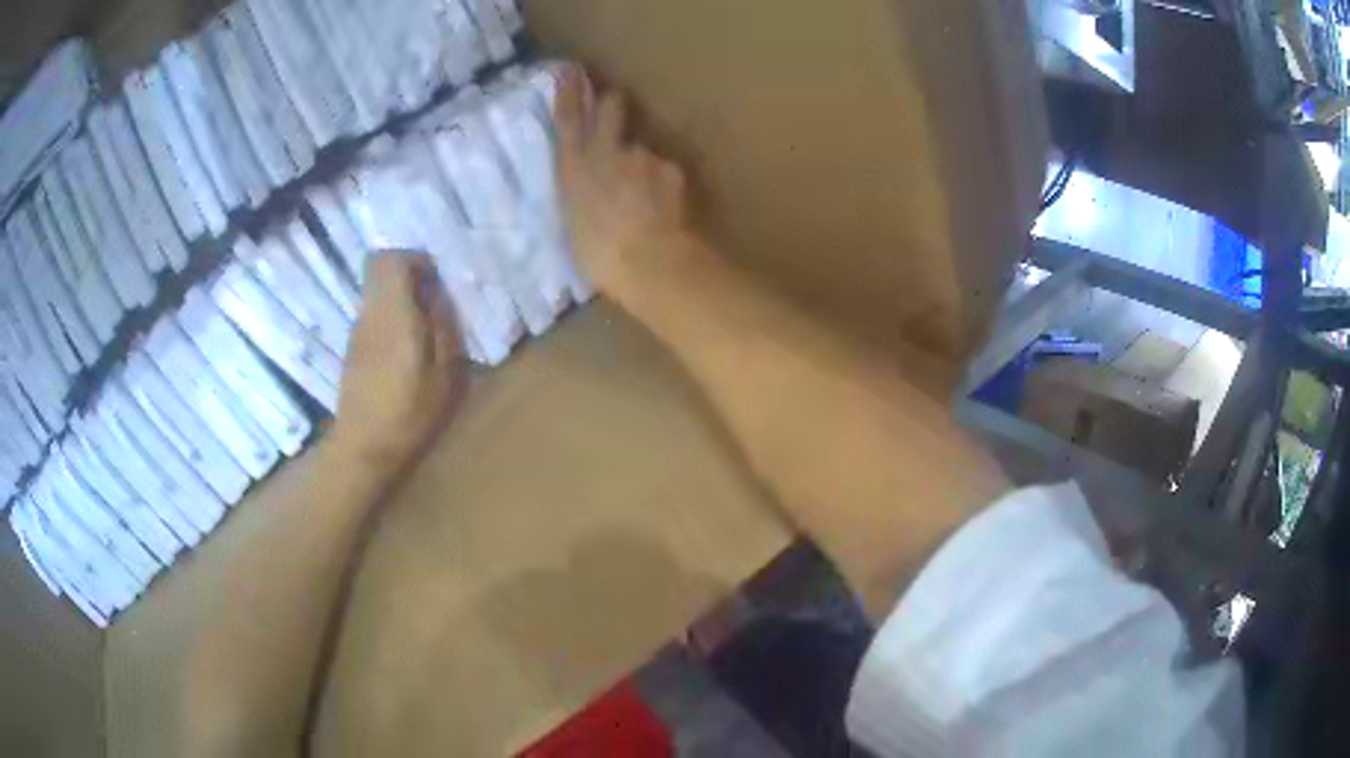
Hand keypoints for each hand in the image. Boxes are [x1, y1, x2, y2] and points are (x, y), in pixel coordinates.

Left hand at [330, 252, 465, 477]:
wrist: (363, 447)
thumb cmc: (409, 412)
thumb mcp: (444, 373)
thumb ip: (444, 326)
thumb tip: (439, 295)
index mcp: (392, 313)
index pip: (389, 259)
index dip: (414, 259)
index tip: (436, 280)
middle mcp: (370, 313)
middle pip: (379, 270)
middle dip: (408, 277)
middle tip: (434, 302)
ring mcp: (357, 331)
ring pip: (377, 293)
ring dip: (400, 300)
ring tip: (425, 331)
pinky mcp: (353, 349)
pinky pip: (373, 316)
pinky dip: (391, 319)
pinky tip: (406, 352)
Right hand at [554, 65, 701, 304]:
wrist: (649, 262)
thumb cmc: (598, 256)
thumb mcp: (573, 223)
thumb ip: (580, 194)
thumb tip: (588, 188)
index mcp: (572, 167)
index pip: (568, 117)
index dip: (570, 91)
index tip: (570, 70)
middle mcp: (605, 151)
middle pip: (612, 107)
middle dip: (614, 102)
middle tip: (616, 107)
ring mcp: (641, 155)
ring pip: (643, 147)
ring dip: (644, 162)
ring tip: (645, 199)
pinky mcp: (671, 167)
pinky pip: (666, 170)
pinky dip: (665, 184)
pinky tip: (665, 209)